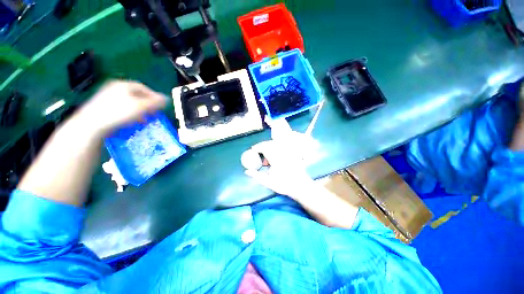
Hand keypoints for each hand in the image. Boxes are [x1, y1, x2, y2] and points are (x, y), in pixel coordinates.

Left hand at [75, 80, 165, 134]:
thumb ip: (155, 102)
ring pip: (129, 102)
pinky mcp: (102, 106)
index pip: (144, 88)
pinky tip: (131, 121)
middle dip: (147, 104)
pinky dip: (129, 113)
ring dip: (139, 110)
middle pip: (136, 95)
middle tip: (153, 113)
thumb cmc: (119, 112)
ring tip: (144, 119)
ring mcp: (106, 96)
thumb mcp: (141, 107)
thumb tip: (167, 98)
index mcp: (124, 85)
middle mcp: (115, 87)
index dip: (154, 96)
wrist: (92, 124)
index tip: (161, 106)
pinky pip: (121, 108)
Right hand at [244, 137, 315, 197]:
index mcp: (275, 158)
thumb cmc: (284, 185)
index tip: (252, 149)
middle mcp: (282, 153)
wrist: (300, 186)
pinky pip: (282, 147)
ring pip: (276, 144)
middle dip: (262, 146)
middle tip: (257, 152)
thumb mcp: (268, 182)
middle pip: (270, 144)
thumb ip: (256, 176)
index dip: (257, 147)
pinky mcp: (292, 153)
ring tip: (266, 156)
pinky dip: (275, 148)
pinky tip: (274, 156)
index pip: (264, 147)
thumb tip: (246, 171)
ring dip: (268, 146)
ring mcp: (288, 152)